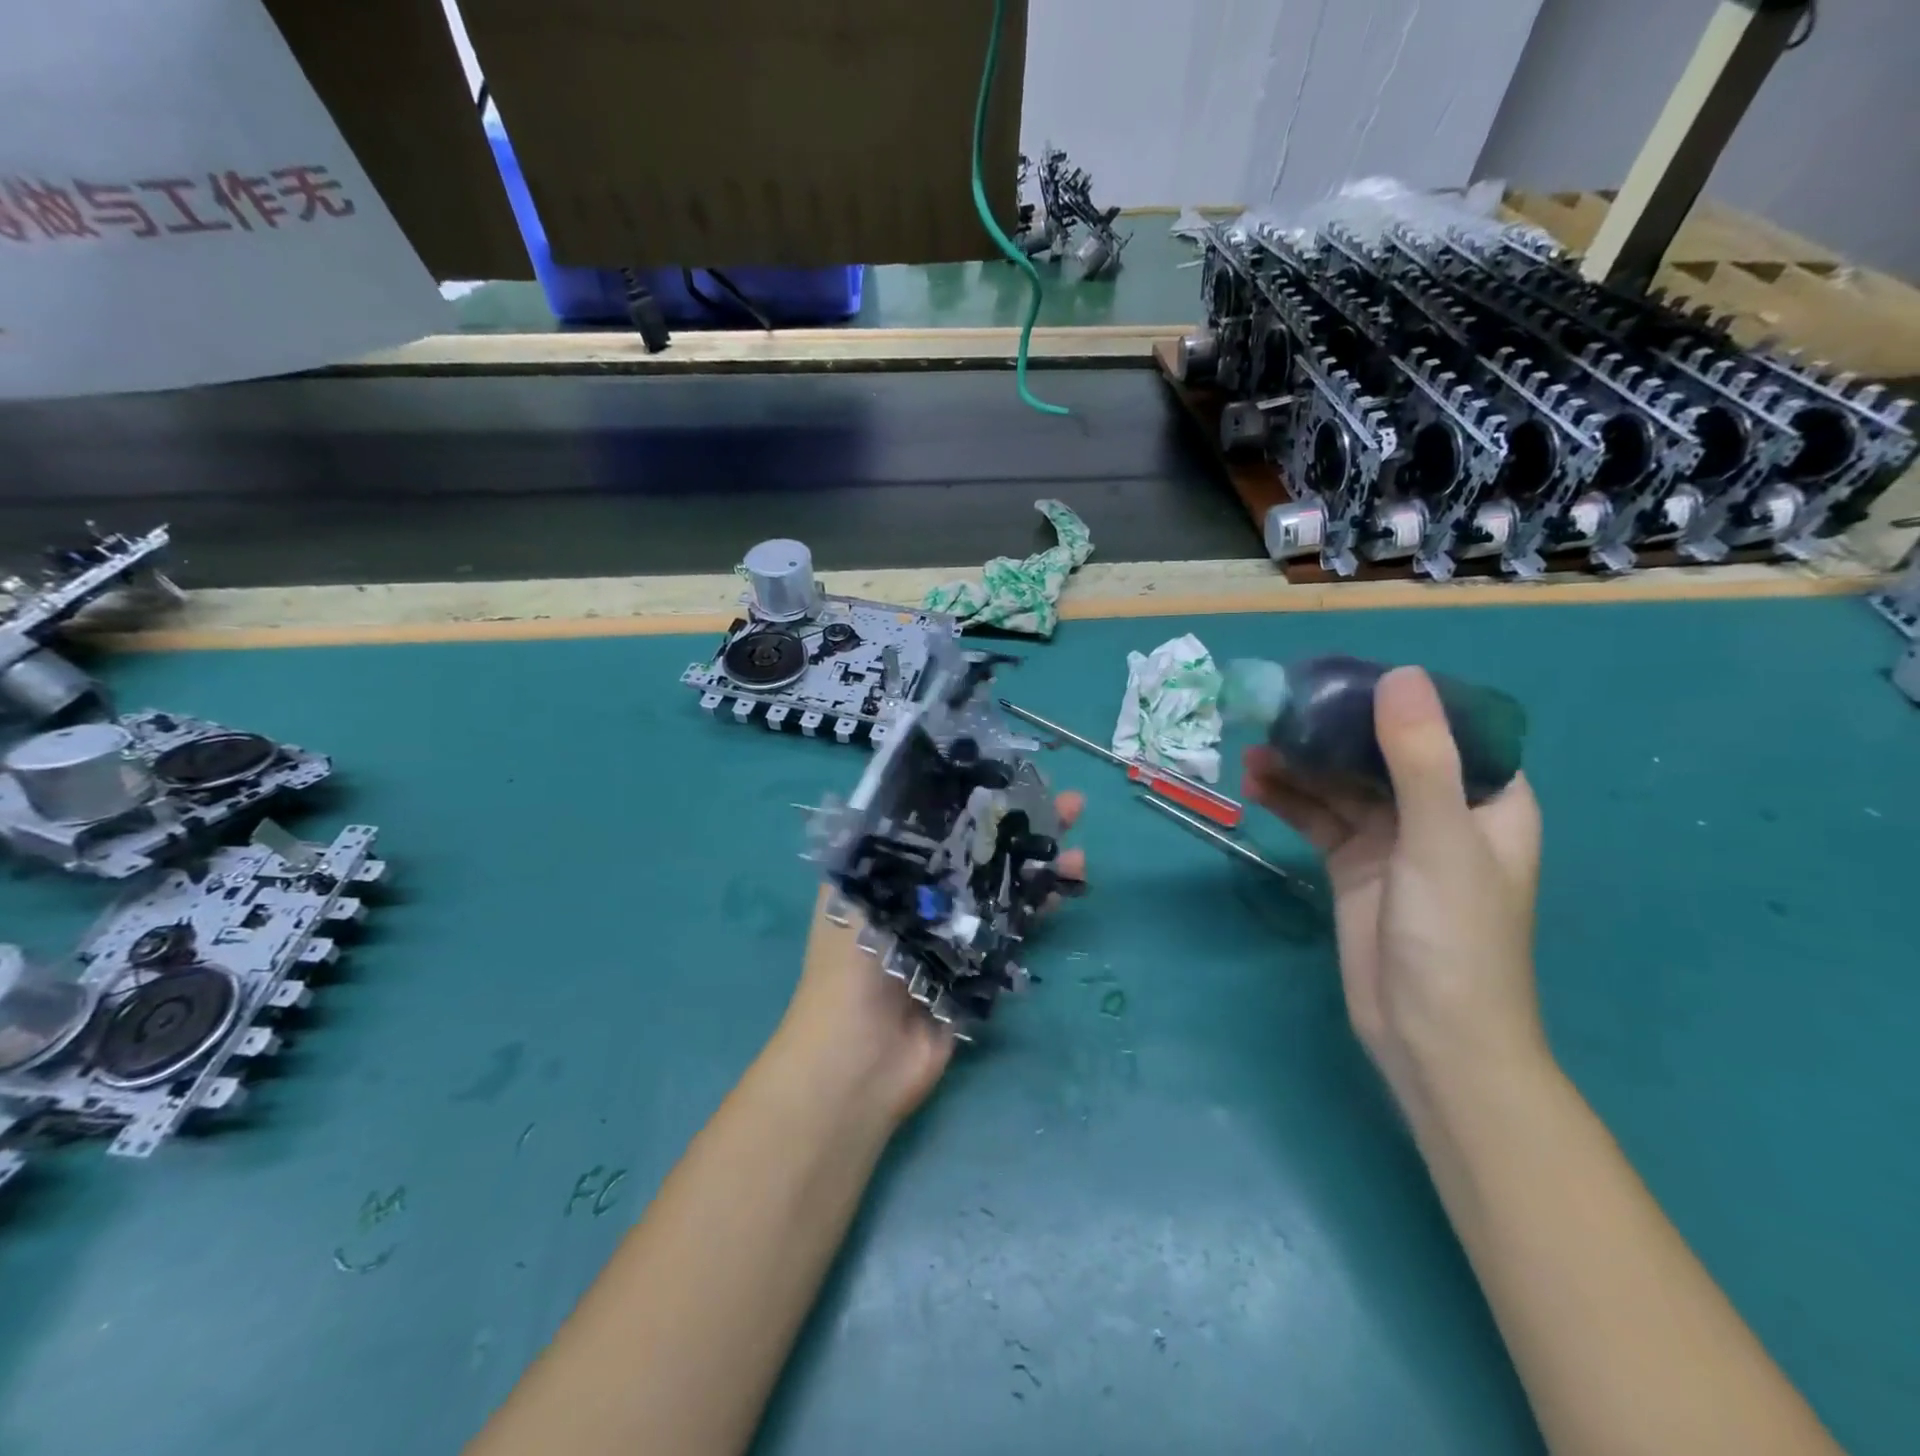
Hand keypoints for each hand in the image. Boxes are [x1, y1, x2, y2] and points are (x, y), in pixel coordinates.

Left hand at [776, 791, 1086, 1125]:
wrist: (862, 1056)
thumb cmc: (852, 962)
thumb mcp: (854, 890)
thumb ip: (885, 846)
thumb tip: (910, 790)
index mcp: (888, 873)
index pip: (937, 823)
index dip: (973, 798)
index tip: (1011, 777)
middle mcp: (922, 897)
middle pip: (978, 850)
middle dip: (1019, 826)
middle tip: (1067, 804)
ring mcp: (954, 932)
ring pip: (1002, 885)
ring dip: (1038, 863)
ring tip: (1077, 843)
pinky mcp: (978, 967)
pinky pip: (1013, 926)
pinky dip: (1039, 904)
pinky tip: (1068, 883)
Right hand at [1242, 668, 1541, 1098]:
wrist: (1430, 1037)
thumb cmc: (1454, 937)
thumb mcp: (1439, 840)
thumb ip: (1419, 758)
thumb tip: (1399, 675)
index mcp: (1485, 798)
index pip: (1444, 727)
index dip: (1396, 698)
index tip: (1340, 675)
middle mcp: (1439, 811)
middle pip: (1380, 753)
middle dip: (1331, 731)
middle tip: (1277, 708)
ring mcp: (1392, 840)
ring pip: (1342, 786)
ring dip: (1302, 766)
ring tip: (1254, 745)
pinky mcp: (1353, 866)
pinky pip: (1318, 819)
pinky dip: (1289, 801)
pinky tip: (1255, 785)